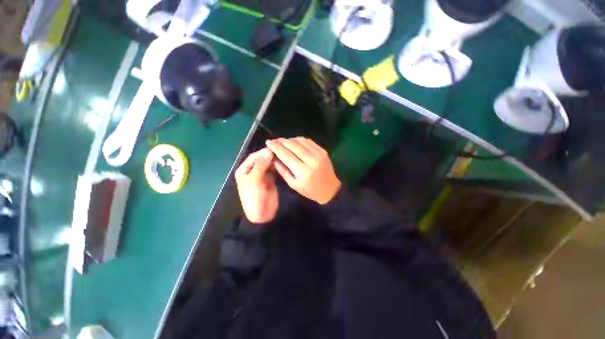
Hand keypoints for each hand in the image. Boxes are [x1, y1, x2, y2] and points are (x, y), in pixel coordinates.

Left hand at [235, 148, 278, 223]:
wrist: (262, 214)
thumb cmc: (254, 196)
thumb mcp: (254, 180)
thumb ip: (261, 165)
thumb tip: (269, 151)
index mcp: (244, 170)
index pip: (254, 157)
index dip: (262, 152)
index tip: (274, 148)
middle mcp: (252, 171)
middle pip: (261, 159)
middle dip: (269, 155)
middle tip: (281, 151)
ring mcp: (262, 175)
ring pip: (268, 164)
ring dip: (274, 160)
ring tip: (283, 155)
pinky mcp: (270, 179)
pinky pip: (273, 170)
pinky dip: (277, 166)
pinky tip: (283, 163)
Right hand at [266, 137, 340, 204]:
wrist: (330, 189)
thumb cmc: (310, 190)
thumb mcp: (293, 184)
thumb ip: (282, 170)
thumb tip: (273, 158)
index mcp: (302, 171)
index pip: (286, 155)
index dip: (276, 147)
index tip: (268, 142)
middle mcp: (311, 160)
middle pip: (293, 145)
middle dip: (281, 141)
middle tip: (274, 140)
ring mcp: (318, 154)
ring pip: (301, 141)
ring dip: (290, 139)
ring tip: (283, 141)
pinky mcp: (323, 151)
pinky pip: (309, 141)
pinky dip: (300, 140)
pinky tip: (295, 142)